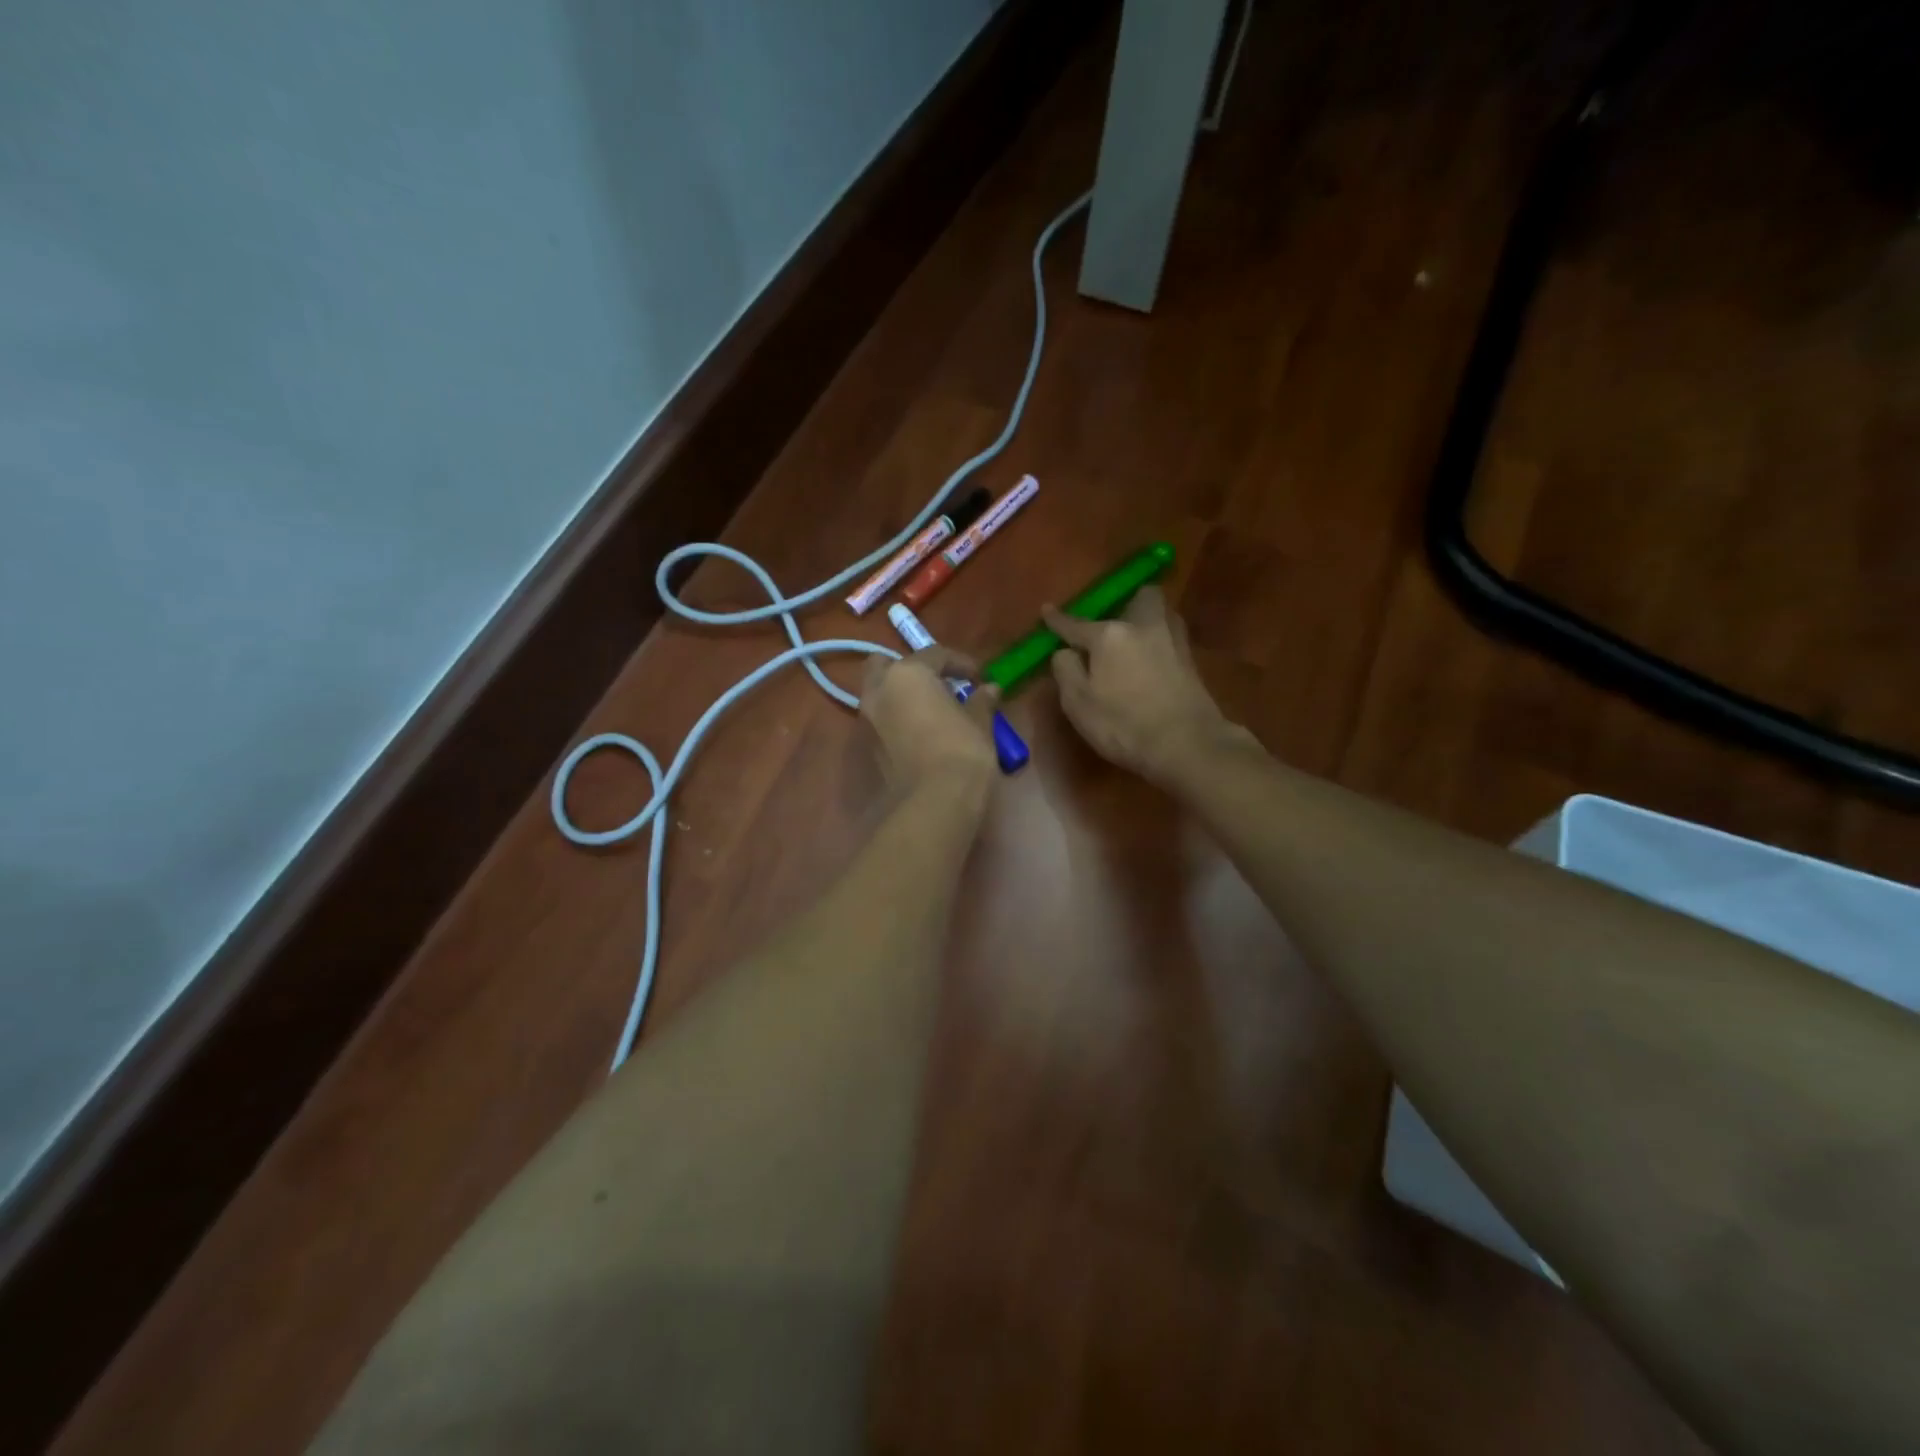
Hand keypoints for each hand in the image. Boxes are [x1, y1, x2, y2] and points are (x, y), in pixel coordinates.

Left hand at [859, 646, 997, 795]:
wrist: (935, 802)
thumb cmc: (961, 750)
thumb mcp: (979, 722)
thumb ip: (981, 701)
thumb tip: (989, 690)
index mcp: (907, 674)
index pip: (935, 655)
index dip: (961, 663)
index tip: (980, 678)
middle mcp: (880, 691)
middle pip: (886, 665)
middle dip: (910, 670)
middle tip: (938, 684)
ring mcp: (868, 720)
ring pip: (880, 694)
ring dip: (902, 695)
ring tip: (933, 710)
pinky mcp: (870, 748)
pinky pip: (883, 720)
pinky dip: (898, 718)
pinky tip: (923, 731)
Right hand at [1045, 586, 1250, 784]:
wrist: (1187, 745)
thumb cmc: (1123, 725)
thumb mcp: (1078, 703)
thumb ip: (1066, 671)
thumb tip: (1065, 651)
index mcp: (1110, 635)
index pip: (1076, 624)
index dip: (1058, 620)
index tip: (1046, 611)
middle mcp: (1144, 626)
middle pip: (1140, 597)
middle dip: (1125, 601)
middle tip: (1112, 621)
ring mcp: (1173, 641)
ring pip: (1161, 613)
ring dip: (1146, 618)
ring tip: (1132, 638)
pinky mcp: (1191, 661)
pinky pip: (1170, 636)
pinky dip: (1158, 641)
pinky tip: (1150, 658)